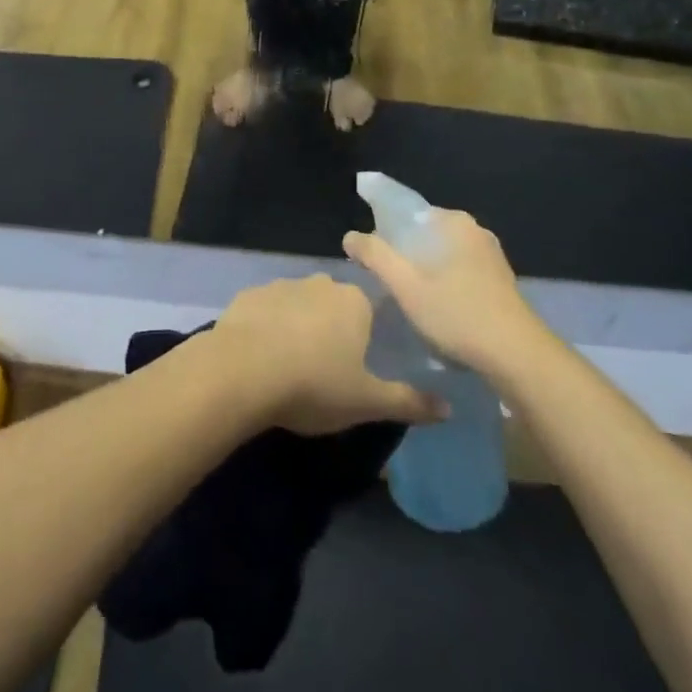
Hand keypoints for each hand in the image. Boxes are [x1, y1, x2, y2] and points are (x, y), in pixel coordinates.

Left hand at [210, 276, 442, 435]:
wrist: (241, 372)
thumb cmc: (313, 385)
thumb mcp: (367, 402)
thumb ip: (409, 402)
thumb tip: (450, 408)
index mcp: (354, 302)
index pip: (370, 310)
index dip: (365, 336)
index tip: (357, 363)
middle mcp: (320, 283)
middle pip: (334, 304)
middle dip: (332, 329)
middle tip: (325, 368)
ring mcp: (281, 285)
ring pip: (298, 304)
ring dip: (298, 325)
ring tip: (290, 364)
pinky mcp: (248, 296)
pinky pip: (265, 310)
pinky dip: (266, 327)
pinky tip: (260, 356)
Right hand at [343, 211, 546, 376]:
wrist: (517, 356)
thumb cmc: (456, 314)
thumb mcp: (405, 286)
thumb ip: (375, 256)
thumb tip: (350, 236)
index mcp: (453, 221)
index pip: (406, 212)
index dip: (382, 231)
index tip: (369, 256)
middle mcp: (474, 230)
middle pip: (423, 234)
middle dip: (402, 252)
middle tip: (384, 281)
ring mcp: (491, 255)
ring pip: (441, 254)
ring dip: (422, 270)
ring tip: (405, 297)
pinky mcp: (500, 280)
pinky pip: (459, 270)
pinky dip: (442, 281)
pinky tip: (434, 307)